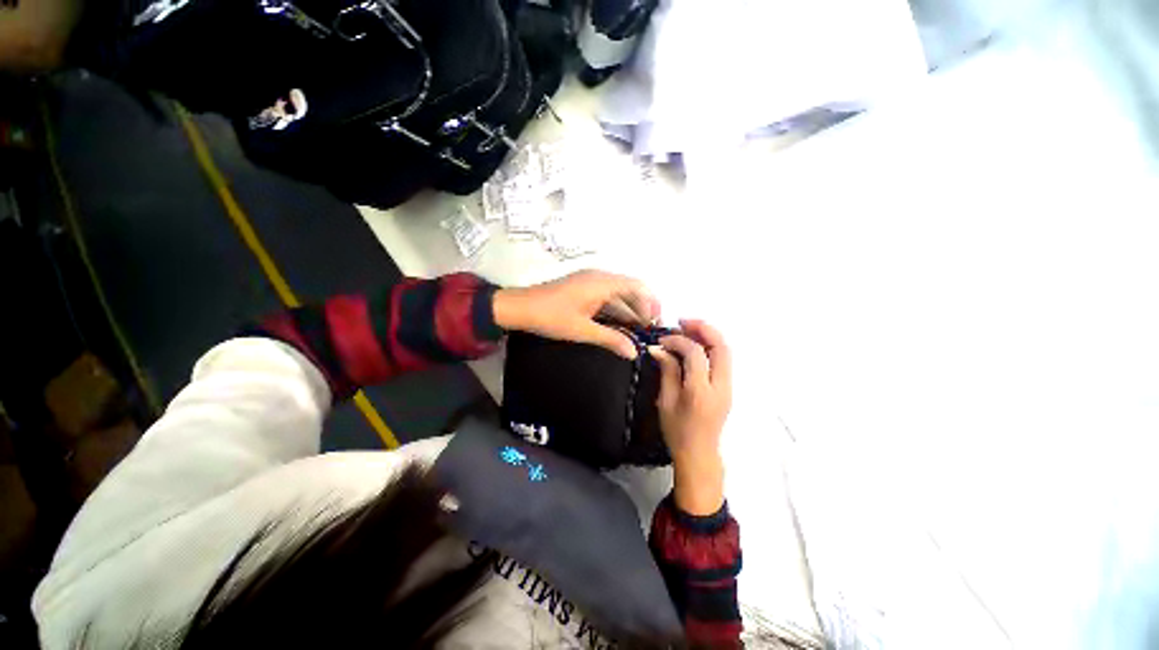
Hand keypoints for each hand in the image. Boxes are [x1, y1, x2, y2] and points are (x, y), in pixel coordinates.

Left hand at [492, 270, 660, 358]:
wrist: (518, 307)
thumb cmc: (551, 317)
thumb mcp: (583, 330)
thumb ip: (611, 339)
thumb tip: (634, 352)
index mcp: (603, 282)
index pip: (638, 287)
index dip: (651, 304)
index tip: (654, 325)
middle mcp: (600, 277)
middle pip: (630, 289)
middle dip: (642, 308)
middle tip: (648, 331)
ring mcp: (590, 281)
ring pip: (618, 293)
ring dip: (628, 309)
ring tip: (636, 331)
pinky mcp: (582, 288)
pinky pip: (606, 296)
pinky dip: (615, 309)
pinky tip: (618, 325)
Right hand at [649, 320, 731, 515]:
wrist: (699, 454)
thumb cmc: (677, 431)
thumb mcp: (666, 401)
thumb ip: (667, 371)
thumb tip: (658, 348)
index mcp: (700, 392)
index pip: (695, 354)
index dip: (678, 340)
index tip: (662, 340)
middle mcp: (720, 386)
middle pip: (721, 346)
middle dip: (703, 328)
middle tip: (682, 322)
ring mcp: (728, 387)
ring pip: (725, 350)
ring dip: (708, 335)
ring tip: (687, 328)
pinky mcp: (728, 387)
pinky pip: (723, 359)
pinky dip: (710, 346)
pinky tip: (694, 344)